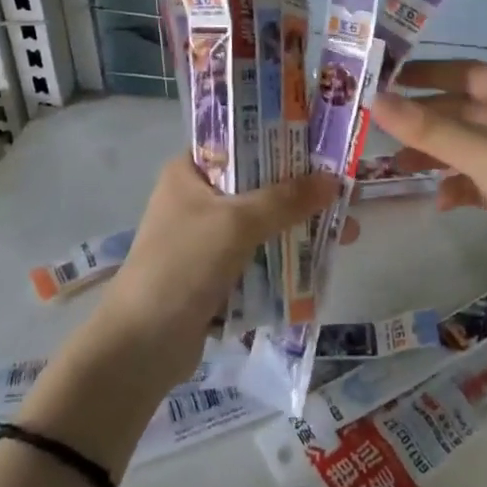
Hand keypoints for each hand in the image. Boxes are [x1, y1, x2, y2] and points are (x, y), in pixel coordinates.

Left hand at [96, 156, 338, 379]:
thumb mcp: (236, 224)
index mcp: (189, 172)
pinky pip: (259, 256)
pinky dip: (285, 258)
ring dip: (298, 227)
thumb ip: (285, 199)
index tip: (322, 144)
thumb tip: (334, 180)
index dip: (280, 140)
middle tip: (345, 192)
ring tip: (345, 232)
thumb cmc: (182, 267)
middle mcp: (197, 198)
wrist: (140, 347)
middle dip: (301, 191)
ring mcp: (205, 239)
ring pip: (262, 223)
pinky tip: (321, 261)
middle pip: (258, 184)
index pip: (239, 140)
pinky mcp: (215, 274)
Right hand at [371, 60, 486, 301]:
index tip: (385, 81)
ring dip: (434, 154)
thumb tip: (375, 100)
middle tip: (378, 129)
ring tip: (397, 167)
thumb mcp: (485, 151)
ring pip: (464, 147)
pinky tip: (440, 201)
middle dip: (423, 119)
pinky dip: (456, 186)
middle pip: (460, 110)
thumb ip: (430, 128)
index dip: (426, 74)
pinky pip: (476, 181)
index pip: (464, 73)